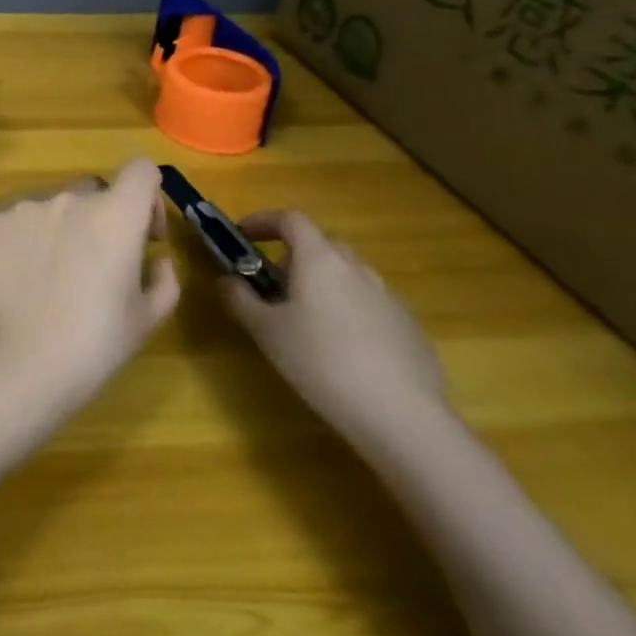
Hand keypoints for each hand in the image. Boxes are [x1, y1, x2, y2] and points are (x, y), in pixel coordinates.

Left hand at [0, 159, 178, 411]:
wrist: (16, 364)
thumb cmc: (93, 345)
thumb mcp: (146, 320)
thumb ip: (162, 279)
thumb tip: (156, 259)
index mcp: (115, 215)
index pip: (141, 170)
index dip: (148, 197)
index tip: (143, 234)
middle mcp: (68, 199)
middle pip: (93, 192)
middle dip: (100, 219)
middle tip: (94, 265)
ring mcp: (23, 208)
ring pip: (50, 208)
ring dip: (58, 231)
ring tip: (48, 280)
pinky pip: (14, 224)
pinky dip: (21, 244)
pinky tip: (17, 282)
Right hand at [217, 210, 451, 451]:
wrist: (402, 416)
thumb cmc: (321, 363)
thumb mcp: (266, 332)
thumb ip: (240, 299)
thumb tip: (227, 280)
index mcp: (319, 260)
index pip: (290, 219)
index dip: (263, 221)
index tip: (243, 236)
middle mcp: (356, 268)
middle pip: (322, 244)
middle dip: (294, 256)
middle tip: (274, 285)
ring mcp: (388, 297)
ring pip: (348, 275)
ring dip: (324, 284)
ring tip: (308, 322)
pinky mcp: (409, 327)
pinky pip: (370, 304)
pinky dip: (350, 311)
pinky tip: (344, 351)